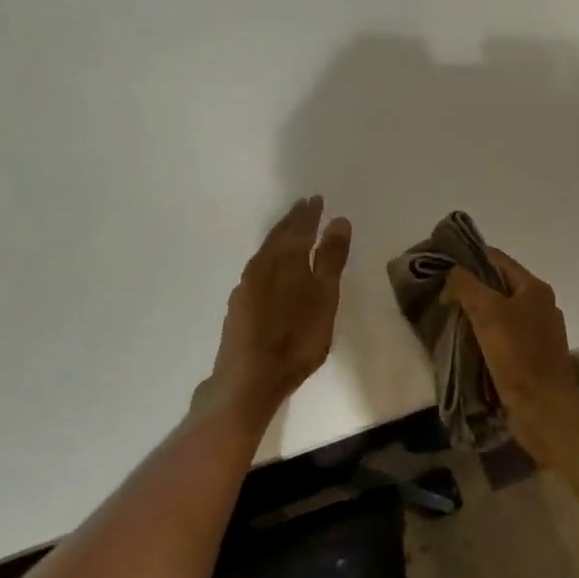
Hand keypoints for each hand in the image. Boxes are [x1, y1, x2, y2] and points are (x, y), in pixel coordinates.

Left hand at [204, 196, 352, 416]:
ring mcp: (247, 285)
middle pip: (279, 235)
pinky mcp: (239, 303)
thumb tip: (339, 221)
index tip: (317, 199)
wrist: (248, 378)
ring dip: (280, 236)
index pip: (300, 229)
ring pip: (266, 250)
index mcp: (286, 260)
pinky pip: (258, 266)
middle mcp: (263, 266)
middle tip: (304, 205)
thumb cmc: (296, 340)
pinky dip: (270, 256)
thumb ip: (331, 260)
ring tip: (290, 228)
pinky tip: (271, 265)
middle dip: (293, 220)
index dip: (310, 214)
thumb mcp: (324, 299)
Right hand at [444, 249, 578, 416]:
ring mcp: (539, 332)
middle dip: (470, 287)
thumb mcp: (487, 312)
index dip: (469, 257)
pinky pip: (504, 336)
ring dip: (476, 313)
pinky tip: (466, 343)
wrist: (545, 408)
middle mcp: (541, 305)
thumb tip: (452, 273)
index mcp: (534, 288)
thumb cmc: (517, 355)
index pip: (497, 258)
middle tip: (440, 293)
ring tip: (448, 317)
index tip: (441, 264)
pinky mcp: (533, 356)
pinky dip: (485, 335)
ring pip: (500, 312)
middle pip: (499, 285)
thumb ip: (466, 285)